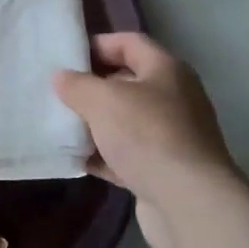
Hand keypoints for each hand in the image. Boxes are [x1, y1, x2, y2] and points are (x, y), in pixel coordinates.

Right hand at [55, 33, 241, 247]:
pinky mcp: (164, 171)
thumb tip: (61, 76)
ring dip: (95, 123)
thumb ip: (77, 85)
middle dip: (93, 86)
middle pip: (127, 82)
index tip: (66, 56)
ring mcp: (171, 136)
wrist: (189, 205)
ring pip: (126, 121)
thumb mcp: (103, 100)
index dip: (98, 44)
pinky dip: (104, 155)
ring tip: (60, 124)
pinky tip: (76, 158)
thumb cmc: (147, 135)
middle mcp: (174, 98)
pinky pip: (127, 155)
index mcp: (166, 69)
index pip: (129, 42)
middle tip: (58, 91)